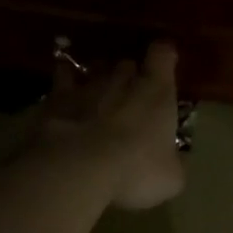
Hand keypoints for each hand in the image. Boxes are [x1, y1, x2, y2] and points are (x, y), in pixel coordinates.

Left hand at [38, 41, 185, 210]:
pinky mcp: (57, 98)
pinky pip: (62, 77)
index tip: (165, 62)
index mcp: (157, 92)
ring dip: (99, 77)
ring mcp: (88, 86)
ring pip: (96, 68)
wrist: (77, 168)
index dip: (164, 56)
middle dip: (130, 75)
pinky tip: (64, 89)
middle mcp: (123, 79)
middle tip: (131, 94)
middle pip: (128, 62)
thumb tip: (175, 162)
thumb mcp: (170, 178)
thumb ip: (175, 164)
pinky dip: (65, 79)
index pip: (163, 54)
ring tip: (99, 93)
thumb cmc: (135, 170)